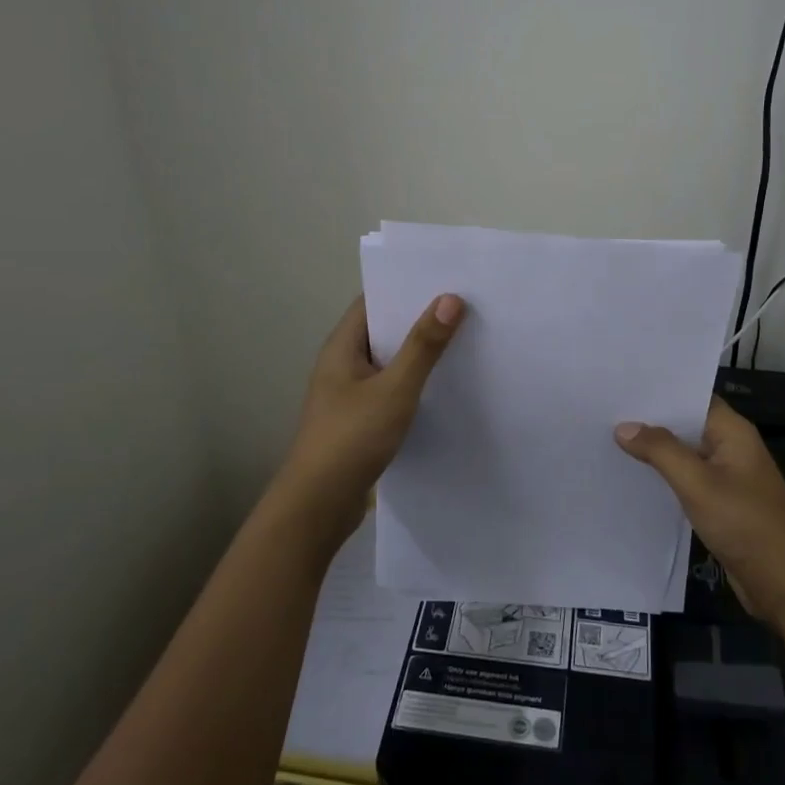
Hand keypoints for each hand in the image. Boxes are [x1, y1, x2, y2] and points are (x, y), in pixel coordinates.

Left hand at [272, 294, 465, 549]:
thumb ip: (423, 346)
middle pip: (384, 330)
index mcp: (342, 347)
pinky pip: (391, 389)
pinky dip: (414, 383)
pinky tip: (445, 387)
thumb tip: (450, 298)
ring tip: (465, 341)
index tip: (447, 279)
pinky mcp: (360, 420)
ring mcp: (350, 394)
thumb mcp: (394, 389)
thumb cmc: (351, 438)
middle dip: (420, 319)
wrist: (318, 505)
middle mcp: (343, 364)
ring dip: (420, 354)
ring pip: (390, 363)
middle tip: (466, 307)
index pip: (374, 301)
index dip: (406, 287)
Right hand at [615, 396, 784, 627]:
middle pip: (685, 425)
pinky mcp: (722, 505)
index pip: (692, 397)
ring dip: (654, 451)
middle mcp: (731, 448)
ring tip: (608, 441)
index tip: (620, 387)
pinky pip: (687, 481)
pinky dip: (664, 477)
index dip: (658, 391)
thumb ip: (660, 451)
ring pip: (684, 455)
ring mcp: (727, 478)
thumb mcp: (698, 483)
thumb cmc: (746, 524)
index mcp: (733, 432)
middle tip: (603, 412)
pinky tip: (633, 478)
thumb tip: (624, 426)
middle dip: (650, 421)